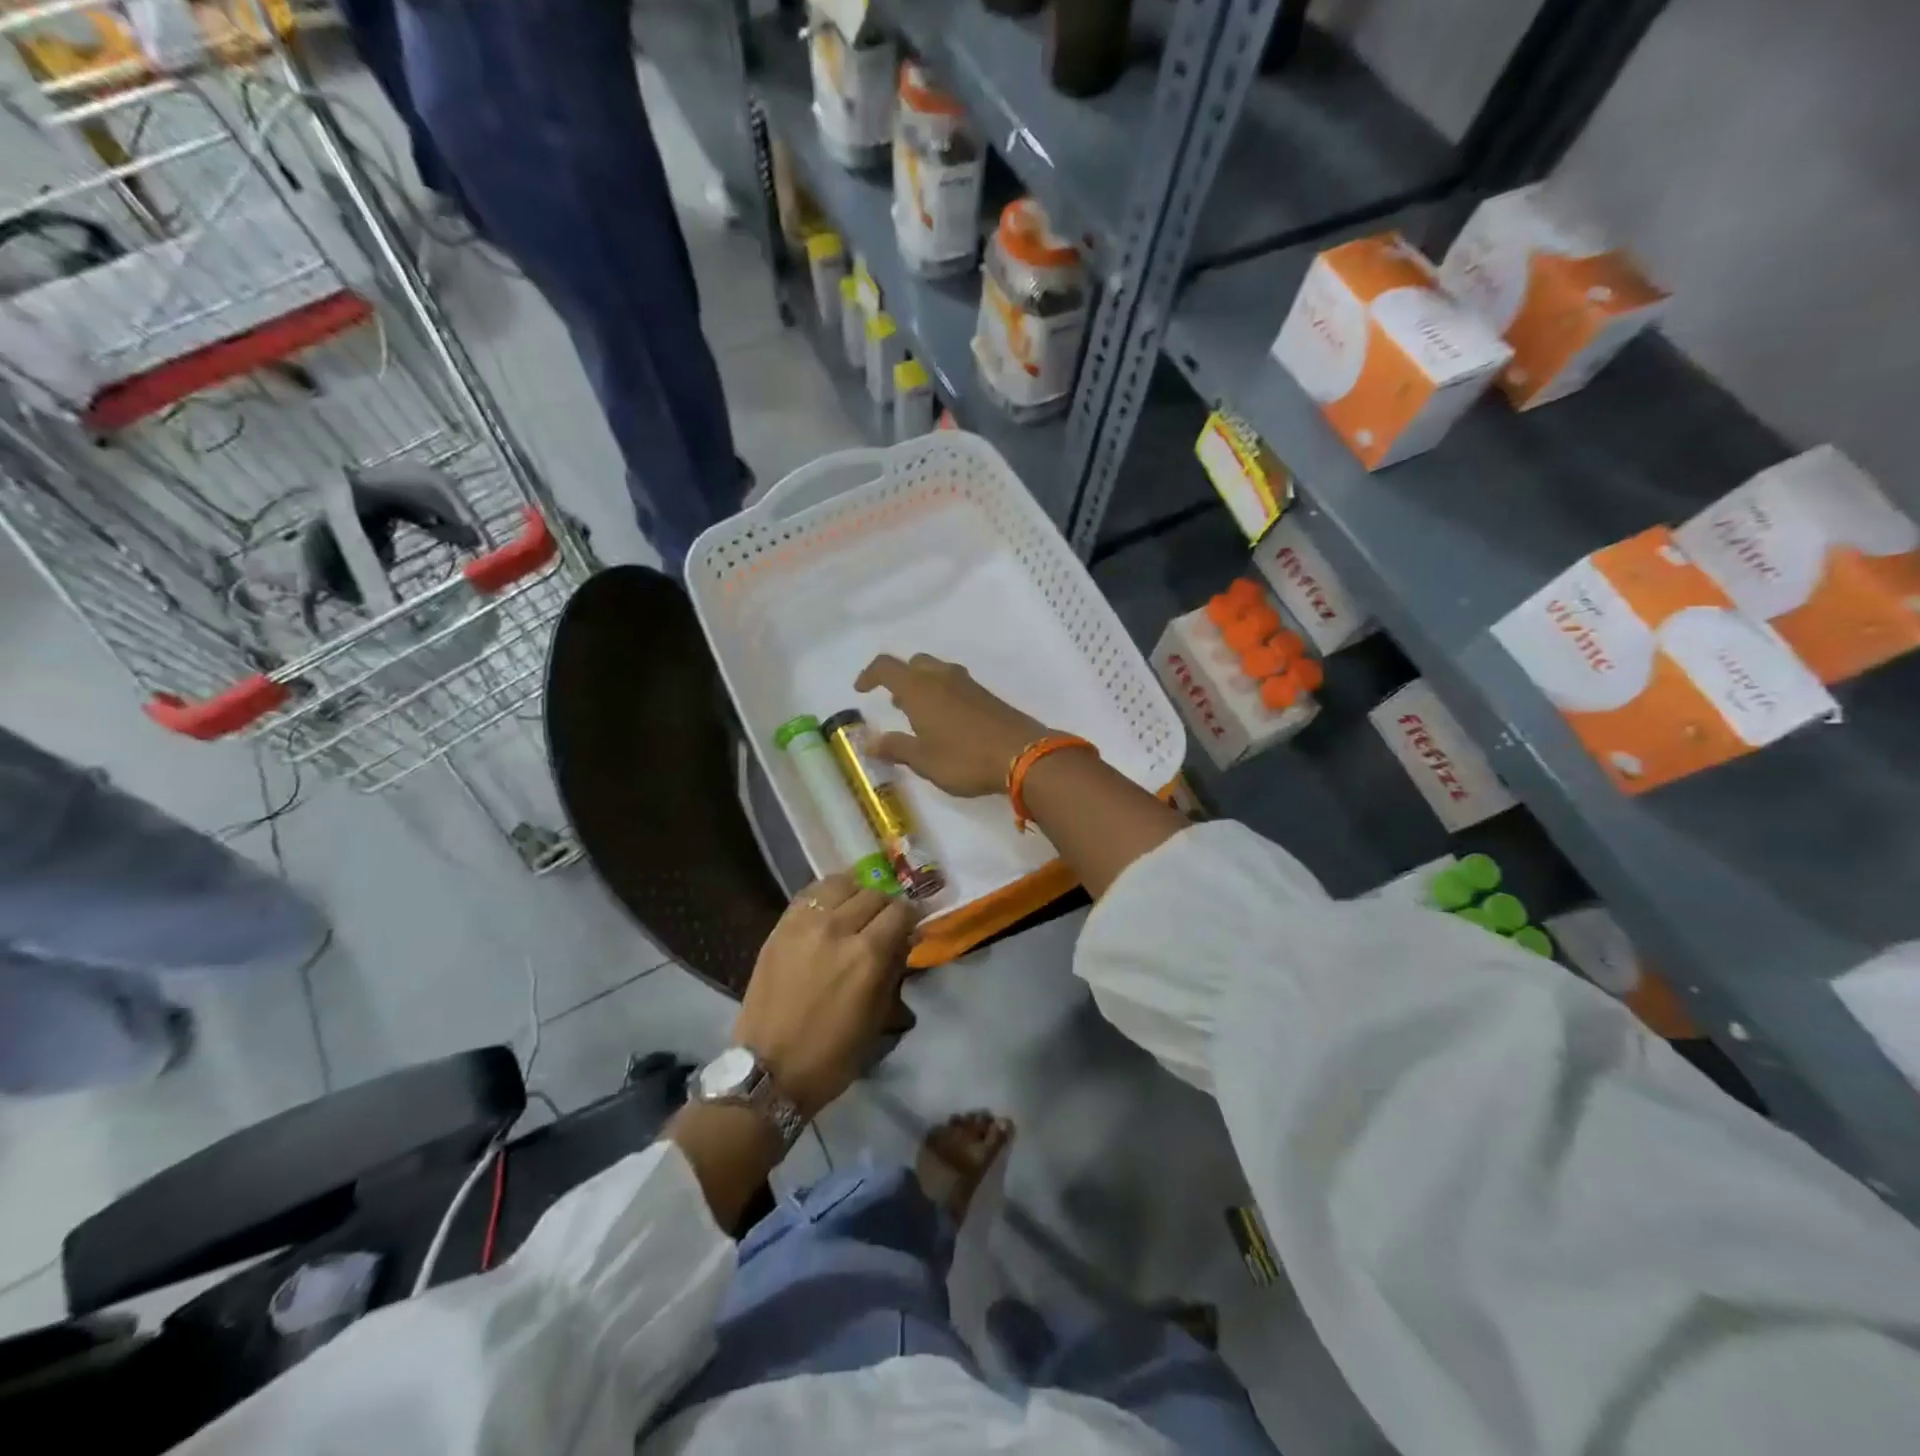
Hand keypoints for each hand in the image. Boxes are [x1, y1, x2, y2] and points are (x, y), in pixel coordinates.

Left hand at [733, 874, 915, 1117]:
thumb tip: (903, 939)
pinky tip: (830, 908)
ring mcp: (804, 924)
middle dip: (886, 906)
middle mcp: (838, 928)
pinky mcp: (780, 927)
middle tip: (884, 923)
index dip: (911, 917)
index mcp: (867, 955)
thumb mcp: (878, 1017)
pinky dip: (827, 895)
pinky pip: (810, 893)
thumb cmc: (832, 1054)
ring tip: (856, 910)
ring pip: (841, 883)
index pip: (900, 911)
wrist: (768, 1070)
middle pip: (874, 894)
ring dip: (856, 893)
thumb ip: (893, 969)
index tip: (910, 927)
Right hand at [853, 653, 1051, 797]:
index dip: (869, 674)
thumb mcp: (923, 760)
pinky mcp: (987, 696)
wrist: (1024, 755)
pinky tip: (947, 722)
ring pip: (937, 672)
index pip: (886, 667)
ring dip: (923, 686)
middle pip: (914, 663)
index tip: (861, 690)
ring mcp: (968, 685)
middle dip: (900, 678)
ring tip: (918, 714)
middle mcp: (942, 678)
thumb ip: (896, 748)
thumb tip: (869, 742)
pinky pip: (956, 685)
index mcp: (919, 689)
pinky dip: (942, 694)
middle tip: (894, 703)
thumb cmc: (965, 758)